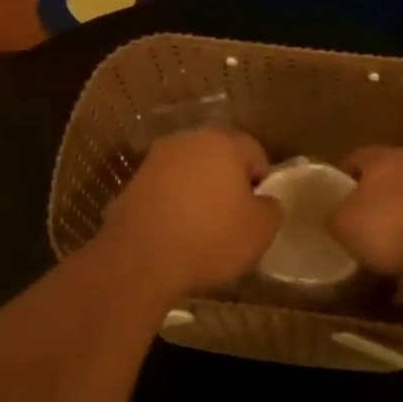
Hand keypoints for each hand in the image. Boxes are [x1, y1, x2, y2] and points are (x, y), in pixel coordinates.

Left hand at [99, 129, 281, 300]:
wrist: (141, 260)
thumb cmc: (212, 237)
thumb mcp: (261, 229)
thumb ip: (271, 208)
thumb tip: (264, 202)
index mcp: (222, 142)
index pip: (254, 152)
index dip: (262, 181)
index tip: (258, 210)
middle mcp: (186, 141)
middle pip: (218, 158)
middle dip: (228, 183)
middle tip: (234, 218)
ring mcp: (154, 162)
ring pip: (189, 174)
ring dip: (199, 194)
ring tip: (204, 230)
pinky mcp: (131, 186)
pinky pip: (165, 193)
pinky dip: (174, 208)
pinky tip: (177, 235)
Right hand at [326, 146, 402, 279]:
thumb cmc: (392, 224)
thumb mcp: (344, 224)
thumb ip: (335, 218)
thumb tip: (336, 219)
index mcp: (383, 158)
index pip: (356, 158)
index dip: (341, 178)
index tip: (332, 200)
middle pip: (388, 182)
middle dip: (374, 205)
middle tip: (358, 231)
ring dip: (401, 230)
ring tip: (385, 259)